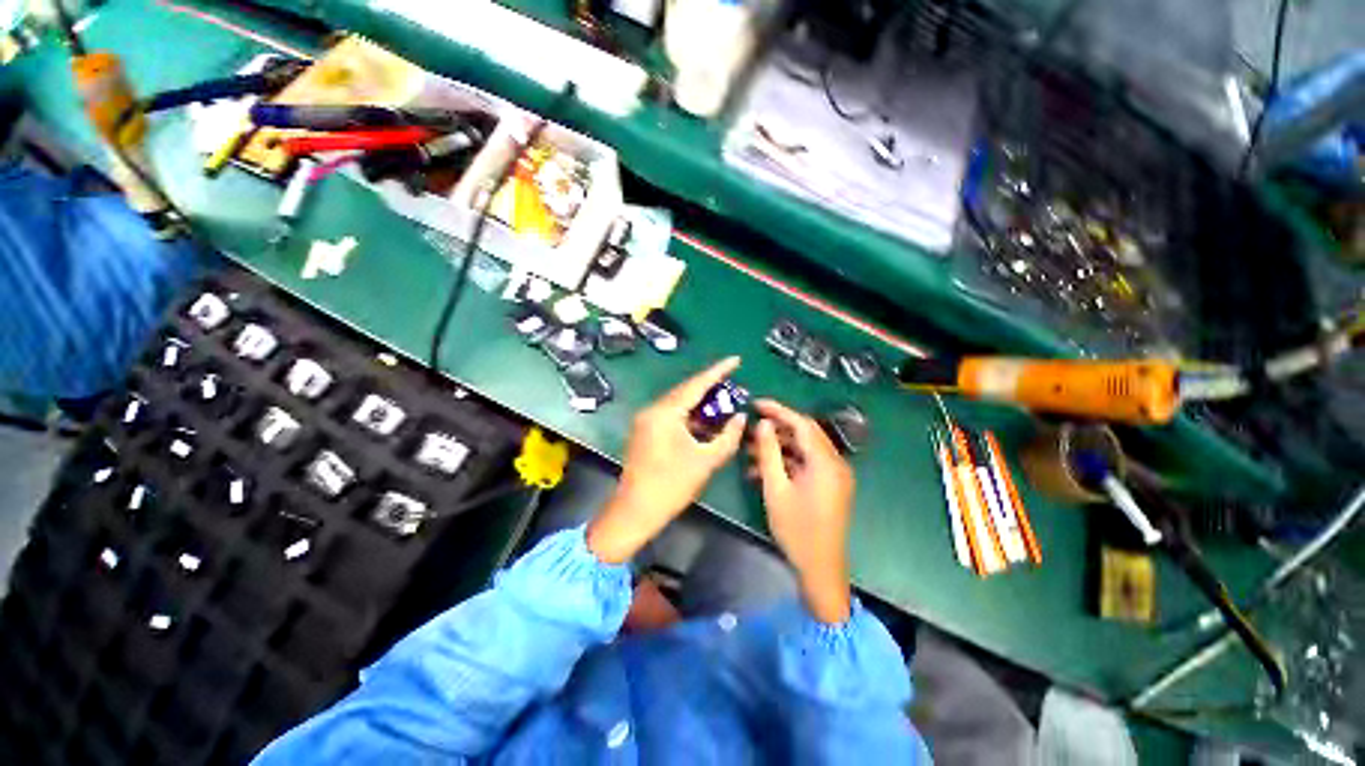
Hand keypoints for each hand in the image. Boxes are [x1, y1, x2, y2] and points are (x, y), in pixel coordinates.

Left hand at [587, 357, 746, 563]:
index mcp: (664, 413)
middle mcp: (652, 410)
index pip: (696, 385)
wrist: (635, 511)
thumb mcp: (706, 461)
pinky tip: (705, 423)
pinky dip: (689, 417)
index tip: (736, 359)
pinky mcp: (644, 432)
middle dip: (710, 388)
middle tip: (733, 386)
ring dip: (700, 405)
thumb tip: (740, 418)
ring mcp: (645, 421)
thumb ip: (727, 437)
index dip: (718, 371)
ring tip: (723, 404)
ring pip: (678, 404)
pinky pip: (670, 416)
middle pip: (685, 392)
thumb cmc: (671, 486)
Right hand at [750, 399, 854, 622]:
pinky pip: (808, 464)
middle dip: (777, 427)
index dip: (778, 410)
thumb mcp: (776, 488)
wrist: (821, 568)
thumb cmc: (796, 529)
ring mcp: (835, 474)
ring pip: (805, 449)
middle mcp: (835, 463)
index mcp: (825, 462)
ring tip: (750, 451)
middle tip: (752, 426)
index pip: (802, 423)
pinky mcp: (830, 485)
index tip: (756, 403)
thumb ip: (769, 452)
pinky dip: (788, 462)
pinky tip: (763, 470)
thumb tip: (764, 424)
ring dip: (780, 447)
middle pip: (805, 433)